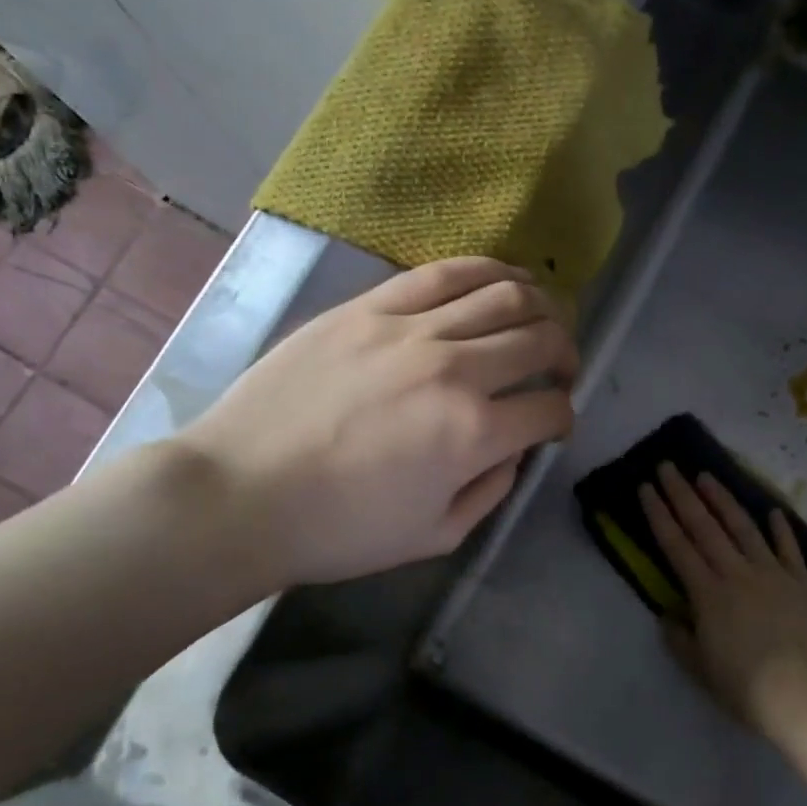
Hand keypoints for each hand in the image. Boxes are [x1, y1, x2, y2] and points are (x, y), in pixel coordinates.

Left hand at [181, 257, 575, 589]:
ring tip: (541, 318)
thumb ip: (492, 490)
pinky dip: (488, 270)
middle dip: (566, 353)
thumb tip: (514, 448)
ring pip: (503, 294)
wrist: (240, 495)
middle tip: (560, 367)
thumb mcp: (435, 535)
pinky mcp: (370, 307)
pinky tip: (501, 279)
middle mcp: (455, 371)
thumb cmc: (339, 530)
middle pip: (540, 338)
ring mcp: (410, 330)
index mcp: (474, 434)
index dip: (563, 416)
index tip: (553, 423)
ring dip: (540, 304)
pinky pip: (444, 272)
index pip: (550, 407)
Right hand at [639, 465, 806, 736]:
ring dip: (723, 500)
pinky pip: (788, 548)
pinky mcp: (803, 581)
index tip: (646, 488)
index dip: (659, 515)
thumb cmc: (747, 687)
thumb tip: (667, 616)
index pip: (676, 546)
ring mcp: (772, 573)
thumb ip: (681, 640)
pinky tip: (772, 510)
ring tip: (707, 476)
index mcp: (707, 594)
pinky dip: (780, 528)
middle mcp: (736, 573)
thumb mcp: (701, 669)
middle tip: (668, 466)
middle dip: (682, 494)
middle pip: (704, 527)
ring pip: (743, 527)